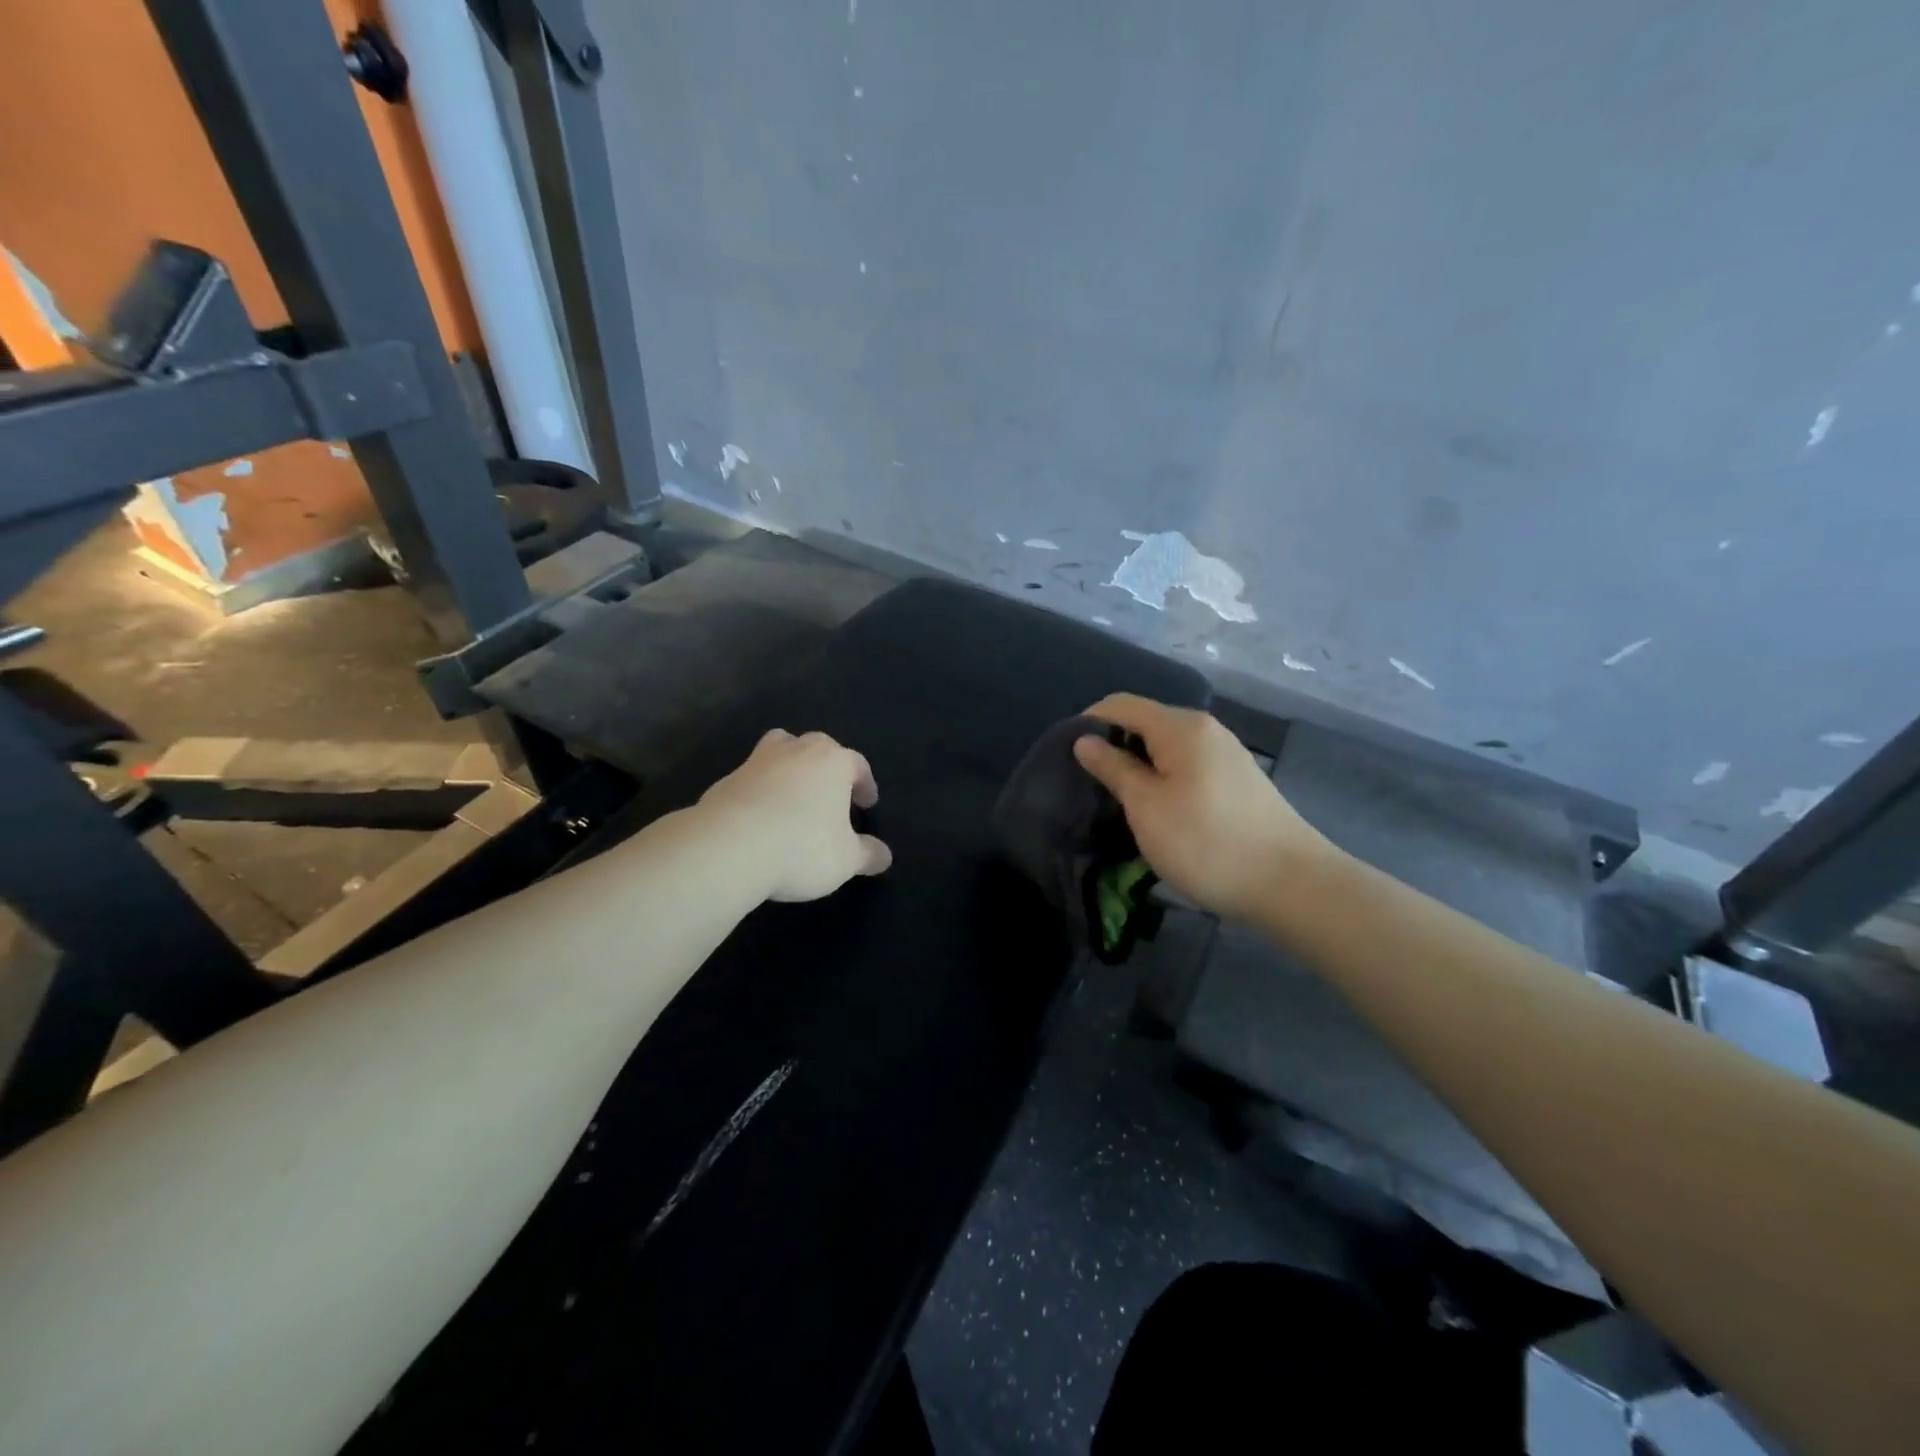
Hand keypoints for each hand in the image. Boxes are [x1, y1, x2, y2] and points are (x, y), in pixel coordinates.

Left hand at [698, 729, 892, 901]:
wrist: (728, 847)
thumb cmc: (802, 847)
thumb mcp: (846, 860)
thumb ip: (867, 855)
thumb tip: (884, 856)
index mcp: (832, 761)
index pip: (857, 764)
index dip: (865, 784)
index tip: (867, 804)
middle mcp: (795, 751)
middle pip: (816, 747)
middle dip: (826, 767)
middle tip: (831, 796)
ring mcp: (756, 763)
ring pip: (779, 752)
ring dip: (789, 769)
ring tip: (793, 798)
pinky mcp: (725, 782)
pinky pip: (751, 781)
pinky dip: (760, 793)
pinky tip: (761, 822)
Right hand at [1072, 694, 1330, 921]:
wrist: (1290, 884)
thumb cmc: (1207, 842)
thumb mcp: (1147, 807)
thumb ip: (1114, 768)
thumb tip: (1085, 740)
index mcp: (1181, 727)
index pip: (1121, 704)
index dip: (1088, 721)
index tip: (1065, 754)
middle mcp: (1205, 730)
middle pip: (1146, 722)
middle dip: (1113, 745)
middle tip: (1088, 783)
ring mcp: (1226, 754)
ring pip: (1167, 747)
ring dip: (1138, 765)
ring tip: (1117, 799)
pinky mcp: (1237, 780)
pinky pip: (1187, 765)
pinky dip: (1163, 777)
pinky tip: (1157, 809)